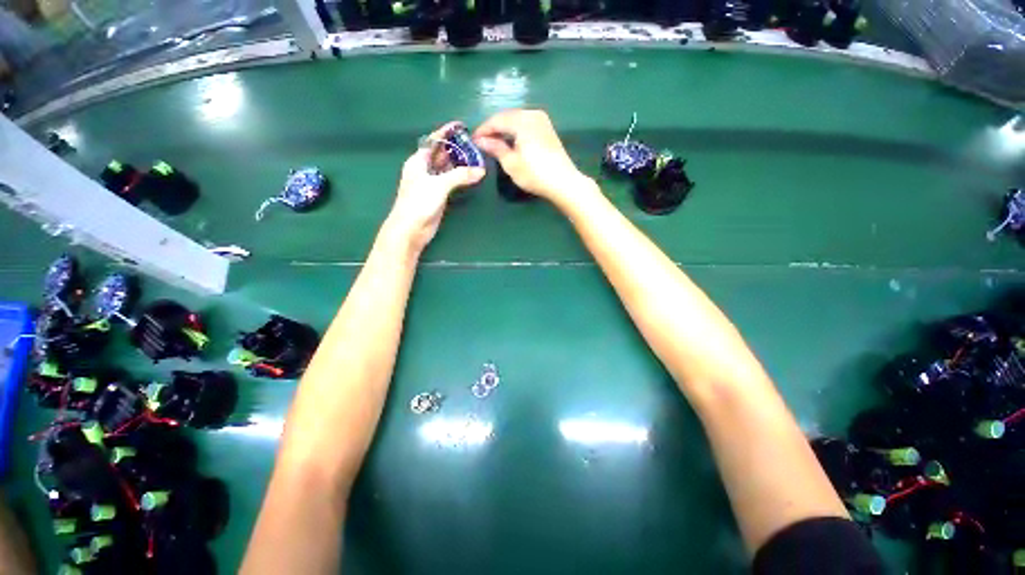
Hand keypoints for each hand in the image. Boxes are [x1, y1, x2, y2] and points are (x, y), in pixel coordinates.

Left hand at [386, 122, 484, 251]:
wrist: (411, 228)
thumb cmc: (419, 202)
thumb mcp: (439, 185)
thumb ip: (460, 176)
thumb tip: (481, 170)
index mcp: (418, 161)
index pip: (433, 141)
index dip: (446, 133)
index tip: (461, 126)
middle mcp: (424, 169)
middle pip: (441, 154)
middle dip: (456, 148)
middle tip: (474, 144)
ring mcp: (431, 183)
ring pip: (447, 168)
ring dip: (459, 163)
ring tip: (476, 157)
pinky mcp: (437, 196)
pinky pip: (450, 181)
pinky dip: (460, 177)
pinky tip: (470, 175)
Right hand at [473, 109, 588, 201]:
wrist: (563, 182)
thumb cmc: (535, 174)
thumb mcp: (511, 163)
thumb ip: (495, 148)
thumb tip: (480, 140)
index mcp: (522, 120)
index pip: (496, 120)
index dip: (483, 130)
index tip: (473, 141)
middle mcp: (532, 114)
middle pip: (507, 117)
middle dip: (493, 128)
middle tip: (482, 142)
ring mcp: (542, 120)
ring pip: (516, 119)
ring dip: (504, 129)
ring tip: (494, 143)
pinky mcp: (547, 129)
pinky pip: (525, 124)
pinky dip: (515, 131)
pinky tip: (510, 142)